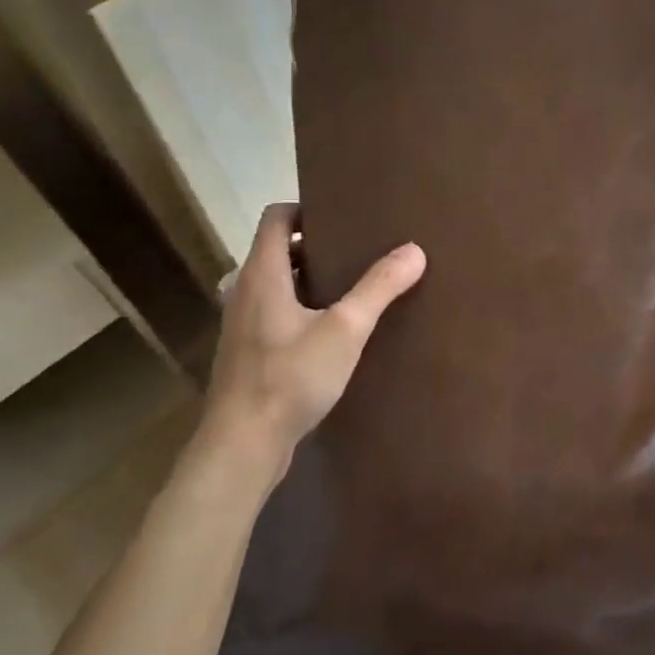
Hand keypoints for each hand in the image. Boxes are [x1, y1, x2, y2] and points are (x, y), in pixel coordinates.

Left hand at [197, 203, 425, 479]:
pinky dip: (299, 309)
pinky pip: (274, 314)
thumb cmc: (290, 378)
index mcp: (262, 274)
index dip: (306, 209)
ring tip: (348, 289)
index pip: (275, 217)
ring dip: (307, 280)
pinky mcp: (246, 354)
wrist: (242, 445)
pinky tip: (330, 333)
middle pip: (276, 250)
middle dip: (314, 245)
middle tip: (356, 251)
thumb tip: (414, 250)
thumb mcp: (345, 330)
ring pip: (275, 285)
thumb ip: (379, 287)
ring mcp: (241, 325)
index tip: (343, 217)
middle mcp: (244, 291)